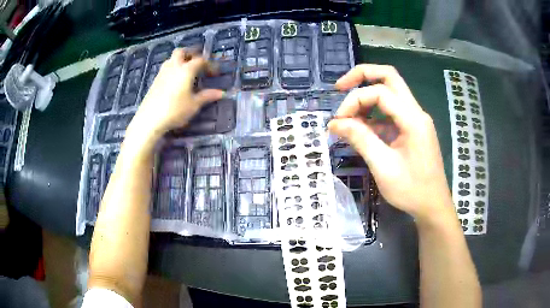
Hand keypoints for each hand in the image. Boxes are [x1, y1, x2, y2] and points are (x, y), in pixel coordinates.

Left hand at [131, 49, 223, 138]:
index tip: (214, 73)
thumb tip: (221, 93)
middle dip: (191, 53)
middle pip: (182, 52)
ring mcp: (162, 73)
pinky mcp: (155, 81)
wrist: (150, 119)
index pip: (200, 60)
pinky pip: (165, 68)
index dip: (209, 64)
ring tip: (186, 70)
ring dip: (180, 60)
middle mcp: (173, 67)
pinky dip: (172, 68)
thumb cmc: (175, 110)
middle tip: (198, 63)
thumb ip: (207, 96)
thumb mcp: (193, 105)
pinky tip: (175, 80)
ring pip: (171, 59)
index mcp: (186, 70)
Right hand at [328, 64, 452, 222]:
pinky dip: (373, 116)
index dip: (354, 101)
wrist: (433, 206)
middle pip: (389, 77)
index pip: (380, 92)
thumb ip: (360, 139)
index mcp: (413, 119)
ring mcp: (415, 120)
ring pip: (390, 93)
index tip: (338, 121)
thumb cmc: (411, 190)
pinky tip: (359, 130)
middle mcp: (416, 112)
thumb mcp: (383, 166)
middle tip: (340, 87)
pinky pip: (390, 114)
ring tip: (347, 115)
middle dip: (362, 77)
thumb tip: (335, 123)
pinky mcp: (411, 130)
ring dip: (367, 98)